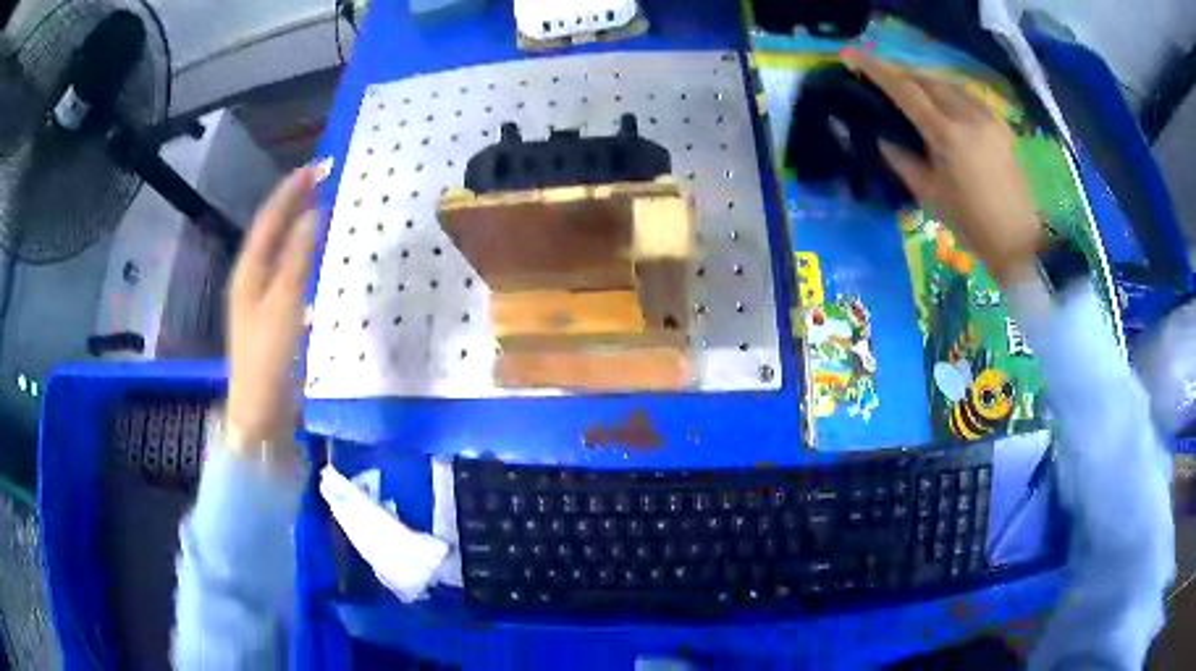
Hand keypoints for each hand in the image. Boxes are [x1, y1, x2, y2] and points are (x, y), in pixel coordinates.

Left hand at [225, 168, 318, 458]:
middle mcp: (251, 278)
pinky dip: (302, 252)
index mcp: (248, 271)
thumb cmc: (268, 357)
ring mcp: (261, 297)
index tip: (316, 167)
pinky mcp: (273, 315)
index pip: (269, 219)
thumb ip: (298, 257)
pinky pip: (288, 270)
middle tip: (322, 179)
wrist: (260, 412)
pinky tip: (316, 253)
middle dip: (294, 202)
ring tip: (321, 205)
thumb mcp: (284, 304)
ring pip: (280, 249)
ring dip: (299, 225)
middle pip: (272, 231)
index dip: (290, 191)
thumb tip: (314, 213)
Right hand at [844, 49, 1043, 286]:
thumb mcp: (928, 194)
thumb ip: (901, 159)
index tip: (852, 56)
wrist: (1018, 240)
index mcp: (947, 135)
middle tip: (881, 79)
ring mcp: (987, 117)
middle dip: (901, 74)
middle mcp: (968, 116)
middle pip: (926, 79)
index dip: (876, 69)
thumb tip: (881, 135)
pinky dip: (947, 93)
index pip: (905, 90)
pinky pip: (966, 96)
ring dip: (924, 82)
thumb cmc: (970, 224)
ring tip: (910, 91)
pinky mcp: (1000, 124)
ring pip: (947, 83)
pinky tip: (943, 106)